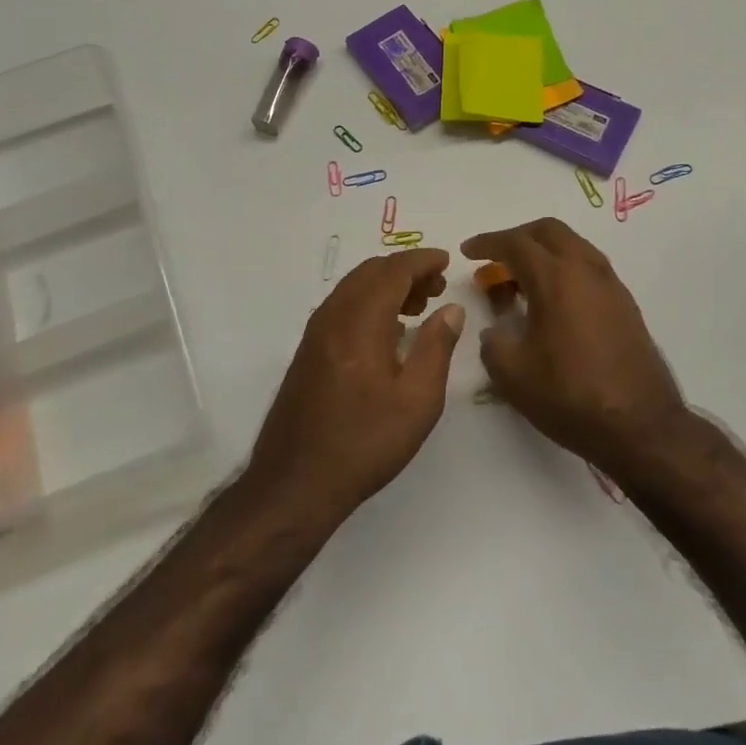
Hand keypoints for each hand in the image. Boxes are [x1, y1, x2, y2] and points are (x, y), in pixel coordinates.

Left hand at [247, 248, 465, 519]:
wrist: (295, 483)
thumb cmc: (365, 443)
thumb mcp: (417, 401)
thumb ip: (436, 347)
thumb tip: (450, 309)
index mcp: (360, 322)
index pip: (393, 271)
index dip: (422, 261)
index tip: (446, 261)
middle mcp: (333, 317)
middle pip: (370, 272)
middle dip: (405, 270)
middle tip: (436, 287)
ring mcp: (315, 333)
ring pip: (353, 287)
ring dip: (386, 285)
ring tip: (418, 305)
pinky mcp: (308, 351)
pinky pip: (342, 306)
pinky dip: (368, 301)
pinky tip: (388, 330)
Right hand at [462, 219, 691, 485]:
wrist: (640, 427)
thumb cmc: (570, 396)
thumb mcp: (512, 374)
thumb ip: (493, 342)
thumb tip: (496, 330)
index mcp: (556, 278)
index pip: (515, 243)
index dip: (487, 243)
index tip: (467, 251)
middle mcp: (586, 270)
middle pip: (549, 231)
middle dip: (518, 237)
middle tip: (495, 259)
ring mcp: (611, 285)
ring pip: (573, 246)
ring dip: (544, 252)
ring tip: (521, 281)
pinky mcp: (625, 304)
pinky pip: (588, 268)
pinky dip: (565, 270)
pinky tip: (552, 302)